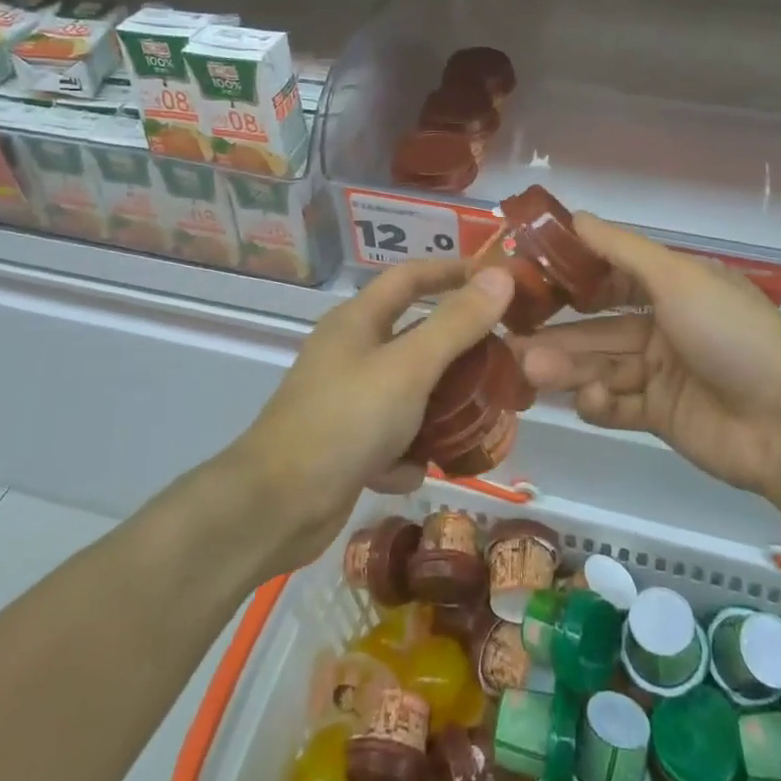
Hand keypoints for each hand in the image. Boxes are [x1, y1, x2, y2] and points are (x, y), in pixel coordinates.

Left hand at [234, 261, 514, 567]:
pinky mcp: (346, 445)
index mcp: (358, 320)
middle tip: (504, 364)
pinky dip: (405, 454)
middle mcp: (351, 353)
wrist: (276, 507)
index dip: (453, 272)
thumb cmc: (345, 420)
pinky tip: (407, 473)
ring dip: (439, 411)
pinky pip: (392, 438)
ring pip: (410, 393)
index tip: (499, 280)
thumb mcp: (410, 367)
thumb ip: (457, 323)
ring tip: (476, 426)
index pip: (411, 277)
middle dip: (459, 354)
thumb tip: (501, 275)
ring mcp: (346, 401)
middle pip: (416, 338)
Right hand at [514, 214, 780, 498]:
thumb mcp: (678, 279)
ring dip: (568, 366)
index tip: (530, 278)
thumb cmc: (732, 335)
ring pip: (604, 364)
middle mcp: (667, 325)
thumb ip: (622, 250)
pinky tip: (589, 401)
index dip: (574, 276)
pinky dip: (600, 403)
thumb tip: (576, 217)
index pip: (614, 276)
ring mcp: (664, 373)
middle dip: (560, 331)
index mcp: (676, 287)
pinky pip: (619, 405)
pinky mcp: (662, 416)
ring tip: (529, 370)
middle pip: (601, 326)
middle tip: (512, 336)